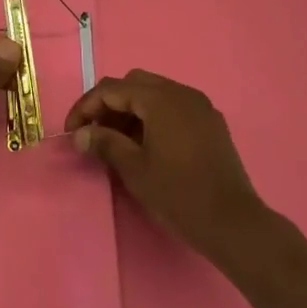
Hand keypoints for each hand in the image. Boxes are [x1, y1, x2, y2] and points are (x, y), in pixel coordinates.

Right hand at [65, 70, 265, 260]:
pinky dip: (154, 117)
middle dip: (109, 104)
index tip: (72, 132)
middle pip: (134, 84)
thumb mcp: (134, 169)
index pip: (112, 89)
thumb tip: (81, 134)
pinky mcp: (211, 123)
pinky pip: (174, 107)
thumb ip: (105, 143)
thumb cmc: (179, 194)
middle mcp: (182, 93)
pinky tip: (148, 145)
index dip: (86, 107)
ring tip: (118, 142)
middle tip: (95, 133)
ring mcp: (200, 106)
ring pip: (155, 94)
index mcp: (160, 98)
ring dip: (131, 110)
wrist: (234, 223)